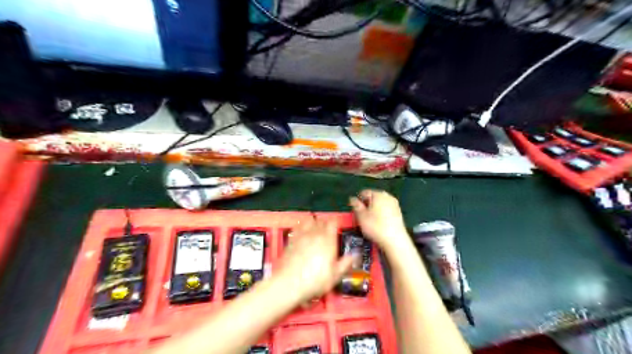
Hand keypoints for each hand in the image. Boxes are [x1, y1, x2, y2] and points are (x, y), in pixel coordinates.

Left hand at [277, 217, 354, 302]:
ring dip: (313, 223)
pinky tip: (302, 233)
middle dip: (325, 224)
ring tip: (315, 230)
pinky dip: (301, 227)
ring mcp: (302, 235)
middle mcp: (315, 234)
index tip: (337, 229)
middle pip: (321, 221)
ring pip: (309, 221)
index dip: (335, 224)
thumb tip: (356, 254)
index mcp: (328, 240)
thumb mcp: (335, 275)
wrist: (290, 283)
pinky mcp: (291, 239)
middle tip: (327, 232)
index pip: (333, 223)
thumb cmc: (316, 280)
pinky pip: (297, 227)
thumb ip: (346, 262)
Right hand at [351, 191, 410, 254]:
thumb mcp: (361, 216)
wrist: (395, 240)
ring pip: (380, 204)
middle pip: (373, 197)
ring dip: (374, 209)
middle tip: (362, 216)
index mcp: (378, 194)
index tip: (355, 211)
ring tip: (370, 220)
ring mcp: (394, 204)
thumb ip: (356, 205)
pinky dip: (381, 214)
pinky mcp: (398, 212)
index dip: (358, 201)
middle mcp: (388, 196)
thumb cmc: (375, 227)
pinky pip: (386, 209)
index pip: (364, 193)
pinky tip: (379, 223)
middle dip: (366, 205)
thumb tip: (352, 199)